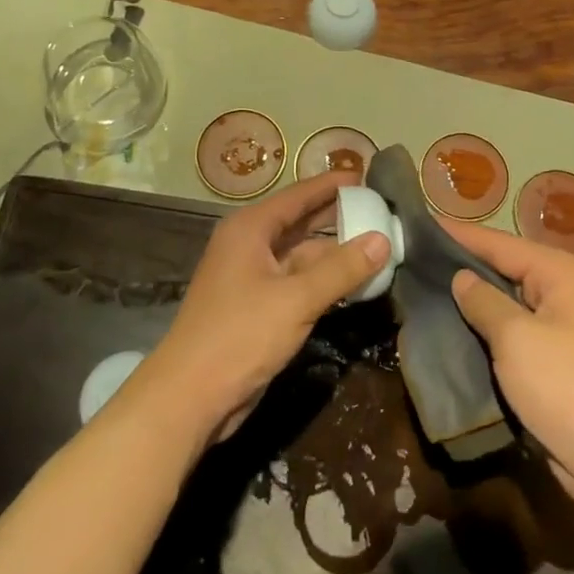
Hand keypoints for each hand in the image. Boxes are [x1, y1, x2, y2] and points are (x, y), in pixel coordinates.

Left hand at [139, 174, 388, 446]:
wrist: (190, 397)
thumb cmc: (239, 335)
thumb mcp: (296, 299)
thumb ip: (341, 269)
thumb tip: (382, 238)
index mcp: (250, 229)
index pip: (298, 195)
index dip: (330, 185)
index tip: (365, 175)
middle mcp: (250, 246)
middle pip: (300, 223)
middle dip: (337, 217)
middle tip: (379, 209)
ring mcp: (252, 278)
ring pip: (301, 256)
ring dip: (335, 253)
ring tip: (378, 246)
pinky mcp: (258, 308)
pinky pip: (298, 283)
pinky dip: (324, 281)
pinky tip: (354, 284)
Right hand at [443, 220, 573, 520]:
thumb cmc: (569, 389)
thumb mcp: (517, 339)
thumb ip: (483, 301)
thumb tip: (460, 278)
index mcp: (561, 273)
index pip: (499, 243)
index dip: (457, 234)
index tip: (417, 224)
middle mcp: (563, 292)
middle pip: (502, 270)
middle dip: (460, 268)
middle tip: (411, 260)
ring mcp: (561, 328)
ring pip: (504, 305)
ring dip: (469, 304)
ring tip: (420, 291)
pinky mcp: (554, 362)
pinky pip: (511, 335)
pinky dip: (483, 333)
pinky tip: (449, 332)